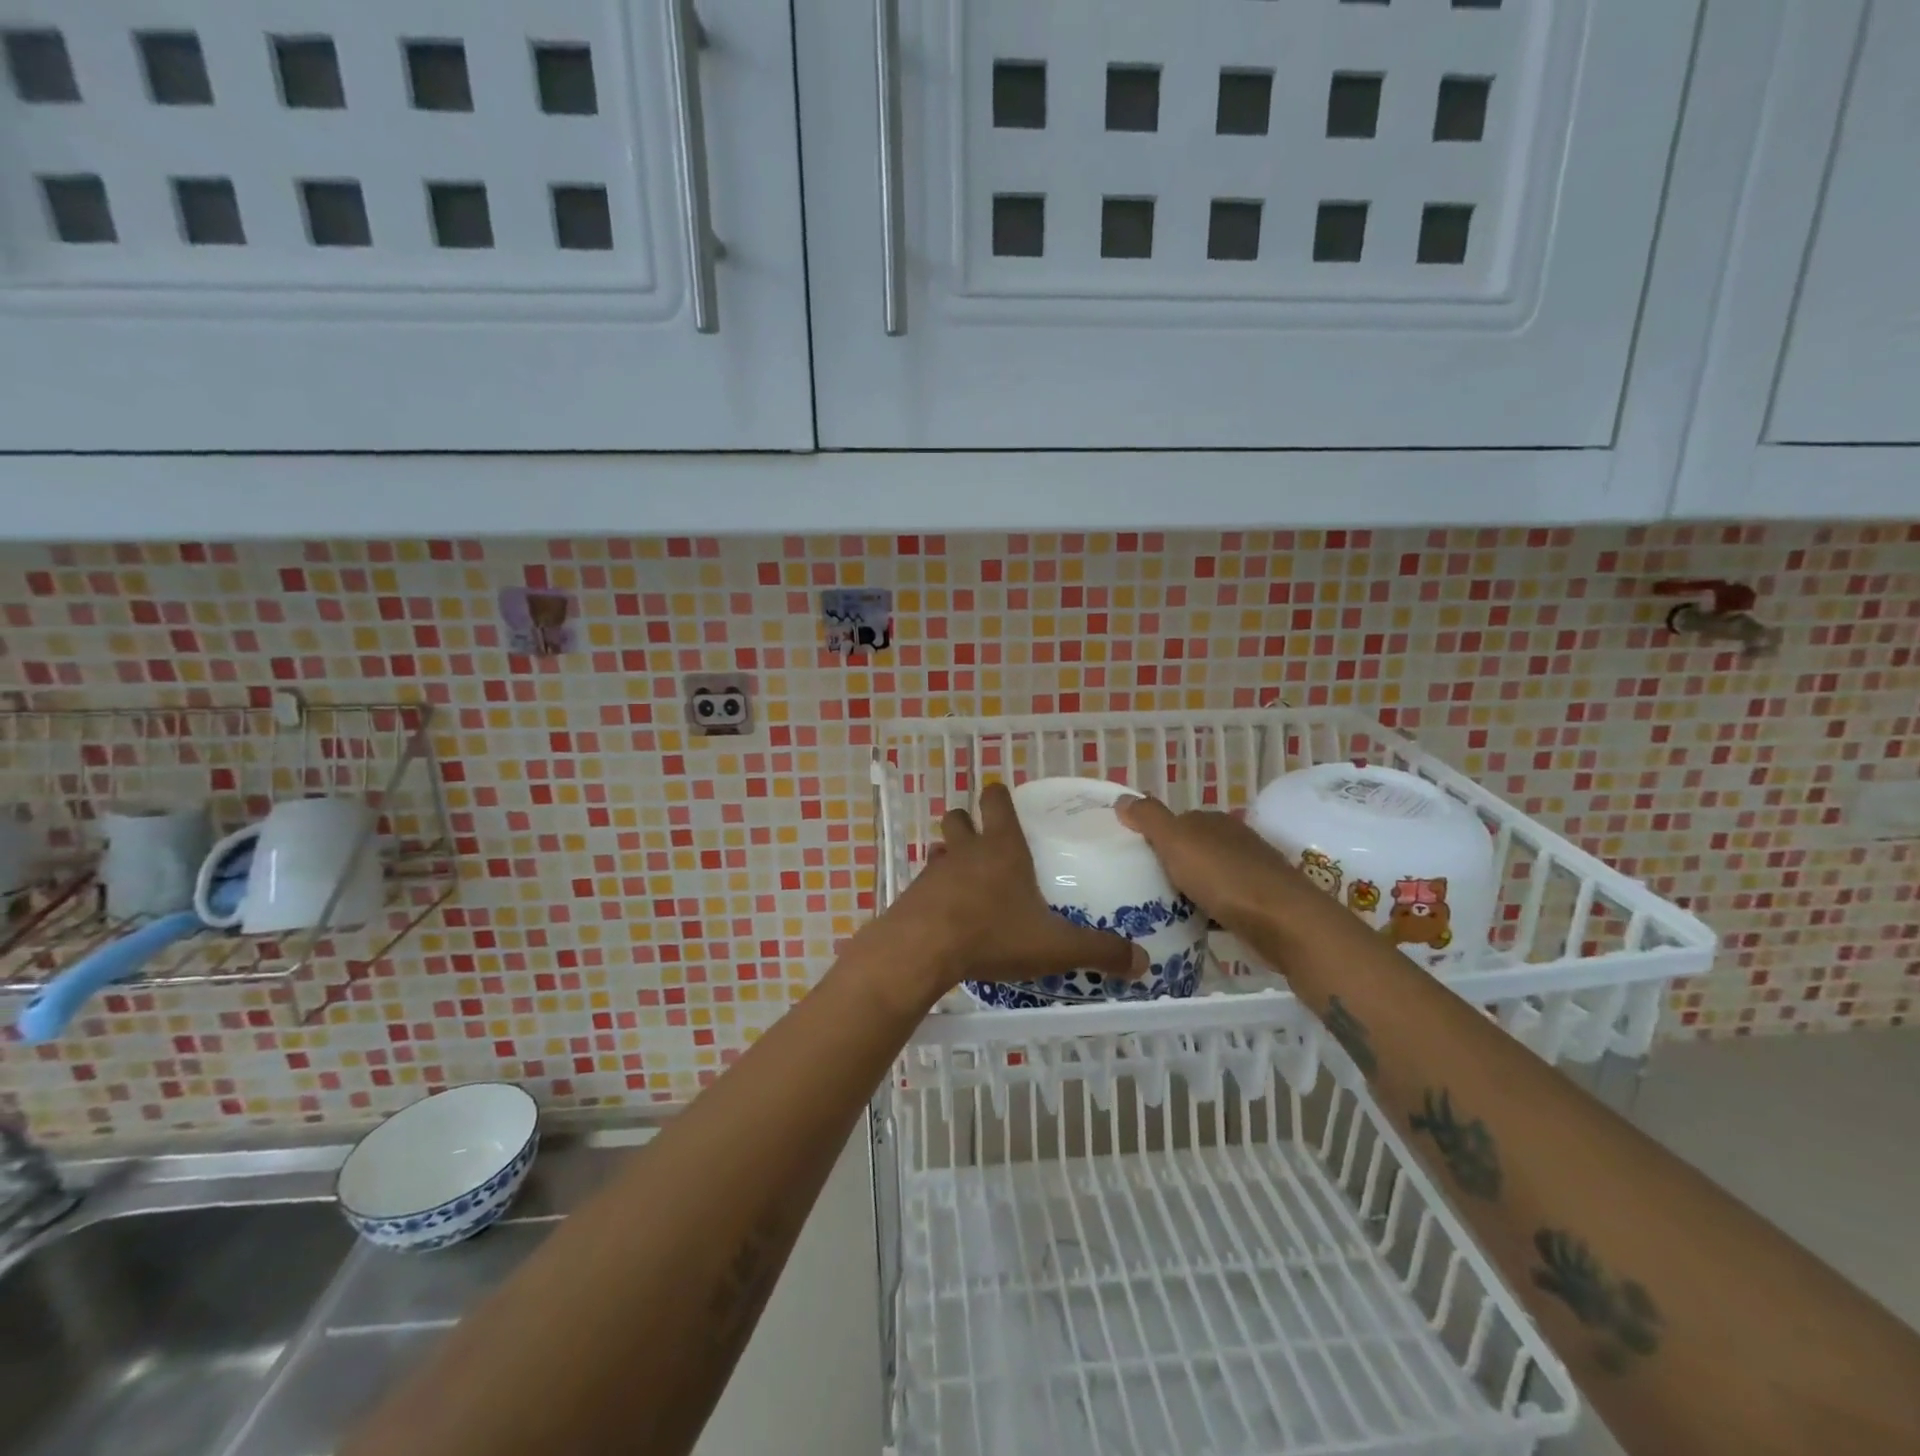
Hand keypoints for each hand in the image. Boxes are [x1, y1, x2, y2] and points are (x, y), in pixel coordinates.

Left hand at [884, 783, 1147, 996]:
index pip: (996, 801)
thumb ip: (1098, 950)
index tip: (1006, 802)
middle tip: (985, 842)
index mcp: (1002, 847)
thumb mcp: (1055, 946)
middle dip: (968, 822)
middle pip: (958, 816)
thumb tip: (1142, 961)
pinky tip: (947, 913)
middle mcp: (966, 850)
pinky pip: (925, 881)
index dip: (999, 797)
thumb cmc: (993, 934)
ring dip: (949, 855)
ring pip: (939, 848)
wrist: (923, 950)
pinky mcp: (913, 894)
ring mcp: (935, 870)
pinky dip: (935, 889)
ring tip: (966, 879)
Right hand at [1115, 795, 1308, 932]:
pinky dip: (1207, 911)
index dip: (1154, 837)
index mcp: (1214, 821)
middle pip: (1192, 849)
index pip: (1177, 822)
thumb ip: (1148, 818)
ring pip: (1207, 877)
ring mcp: (1250, 872)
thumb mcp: (1176, 841)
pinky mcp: (1259, 903)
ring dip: (1188, 889)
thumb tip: (1122, 799)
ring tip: (1159, 909)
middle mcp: (1234, 840)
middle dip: (1170, 864)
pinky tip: (1192, 925)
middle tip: (1140, 886)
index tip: (1132, 858)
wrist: (1283, 923)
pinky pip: (1222, 902)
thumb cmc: (1224, 877)